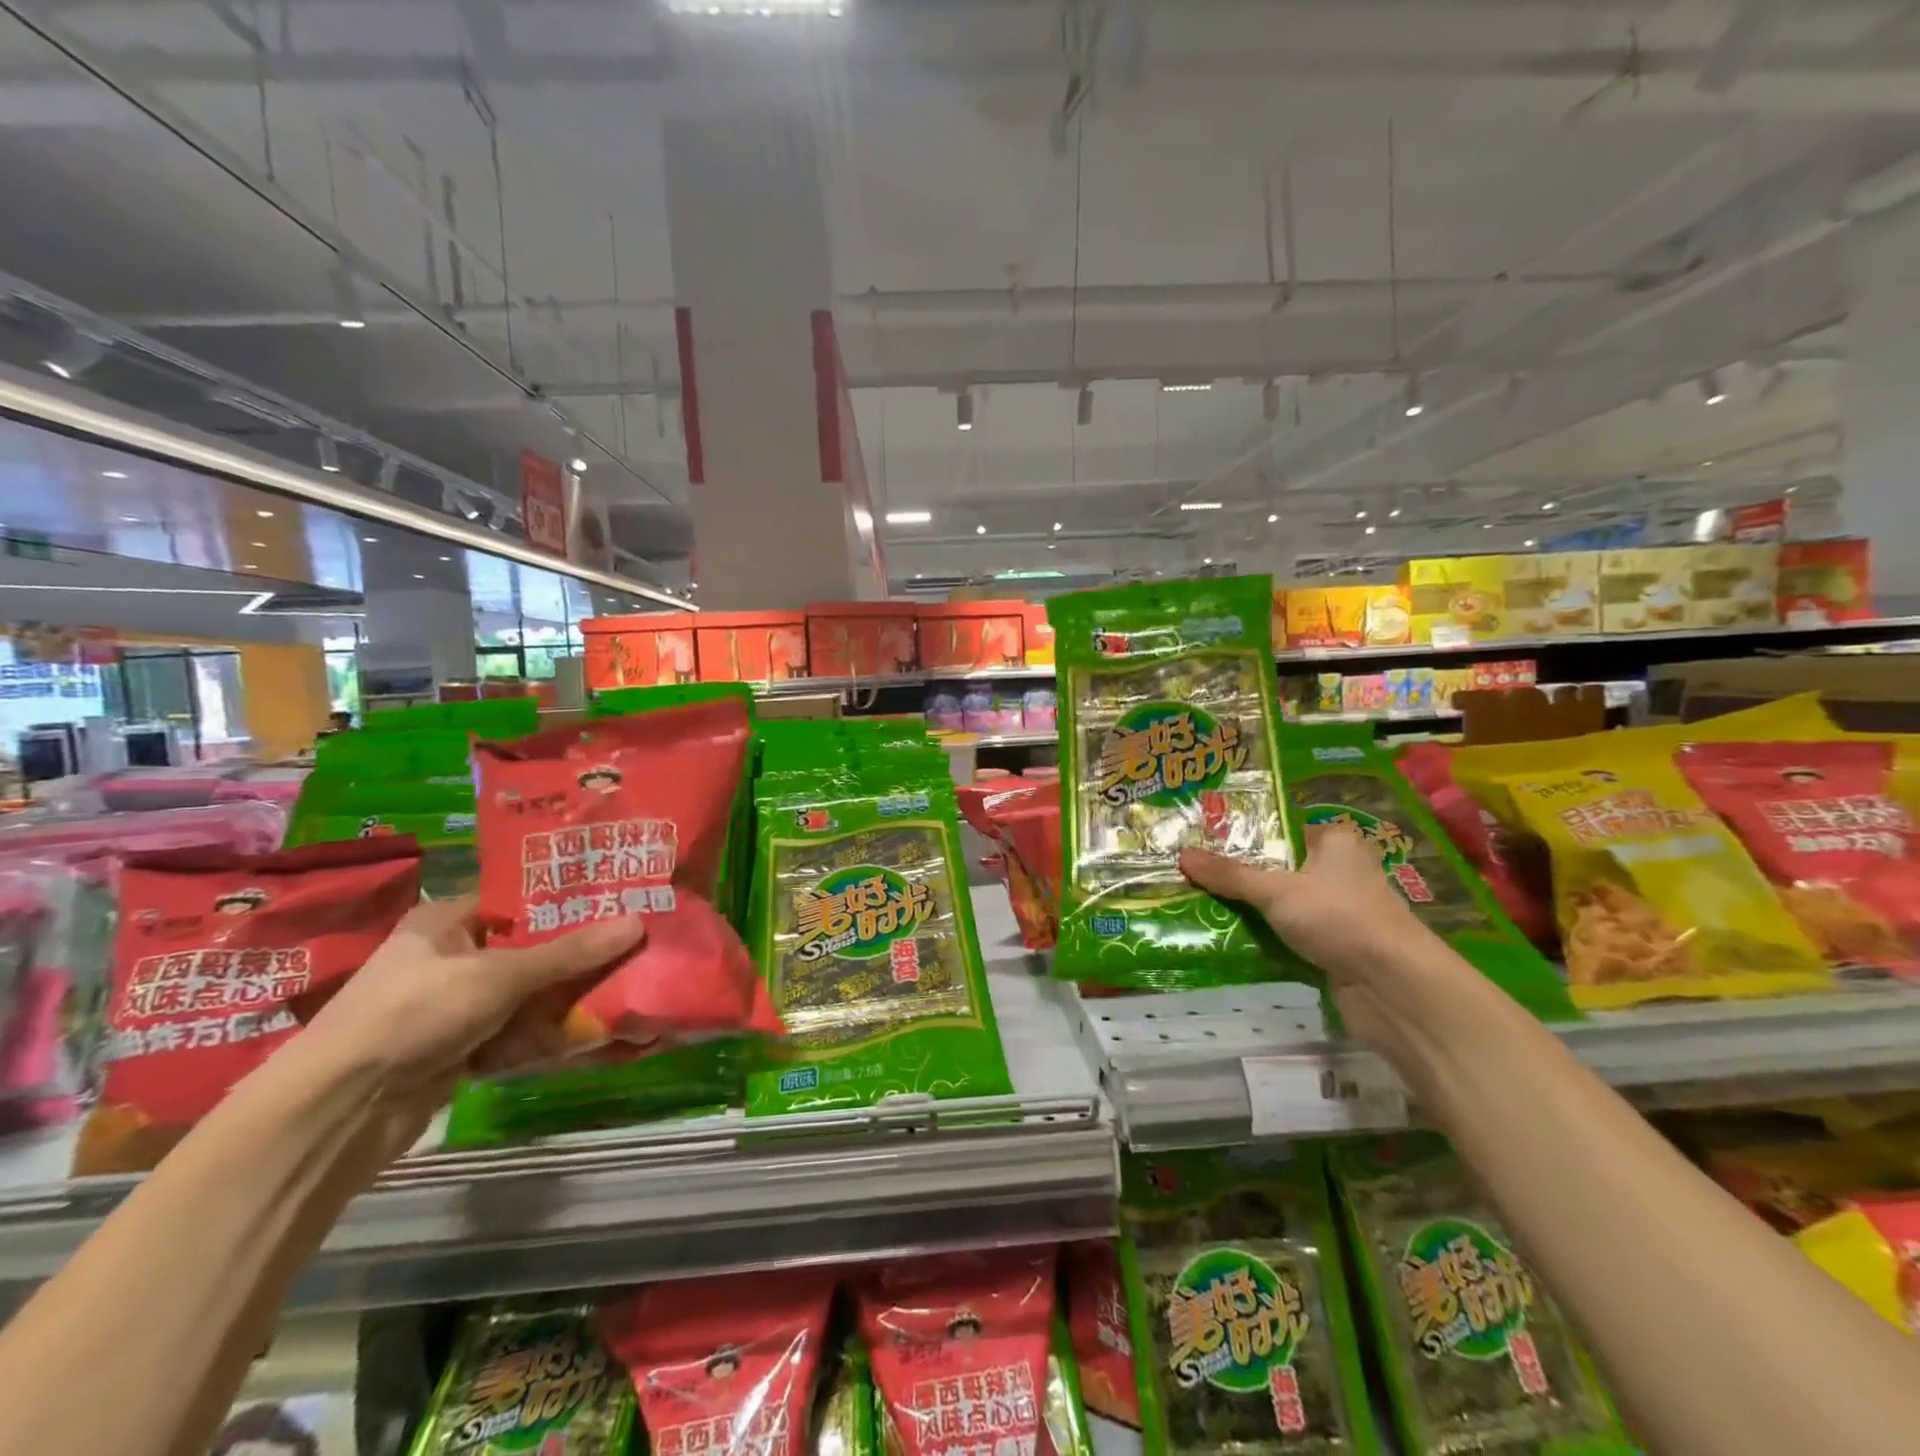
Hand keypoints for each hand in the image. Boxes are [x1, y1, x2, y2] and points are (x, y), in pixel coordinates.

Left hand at [296, 898, 644, 1155]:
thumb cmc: (415, 1014)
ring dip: (560, 998)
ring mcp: (448, 1007)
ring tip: (618, 988)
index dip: (562, 902)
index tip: (614, 902)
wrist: (340, 1110)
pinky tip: (583, 1032)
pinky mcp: (453, 1050)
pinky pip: (510, 1033)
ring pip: (521, 995)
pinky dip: (539, 1035)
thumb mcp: (500, 975)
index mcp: (443, 922)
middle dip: (571, 955)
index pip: (515, 901)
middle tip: (628, 947)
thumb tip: (638, 922)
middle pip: (524, 949)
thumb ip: (570, 952)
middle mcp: (444, 958)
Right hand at [1179, 824, 1438, 1047]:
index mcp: (1334, 842)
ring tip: (1198, 903)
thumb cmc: (1339, 918)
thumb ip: (1229, 874)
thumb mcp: (1276, 890)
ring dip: (1248, 909)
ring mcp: (1338, 911)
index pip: (1278, 829)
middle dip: (1237, 874)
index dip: (1240, 835)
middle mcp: (1338, 870)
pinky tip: (1227, 936)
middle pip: (1276, 867)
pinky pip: (1288, 933)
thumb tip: (1181, 855)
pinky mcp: (1335, 945)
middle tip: (1190, 873)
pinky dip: (1264, 936)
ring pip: (1281, 903)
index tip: (1199, 841)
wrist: (1394, 988)